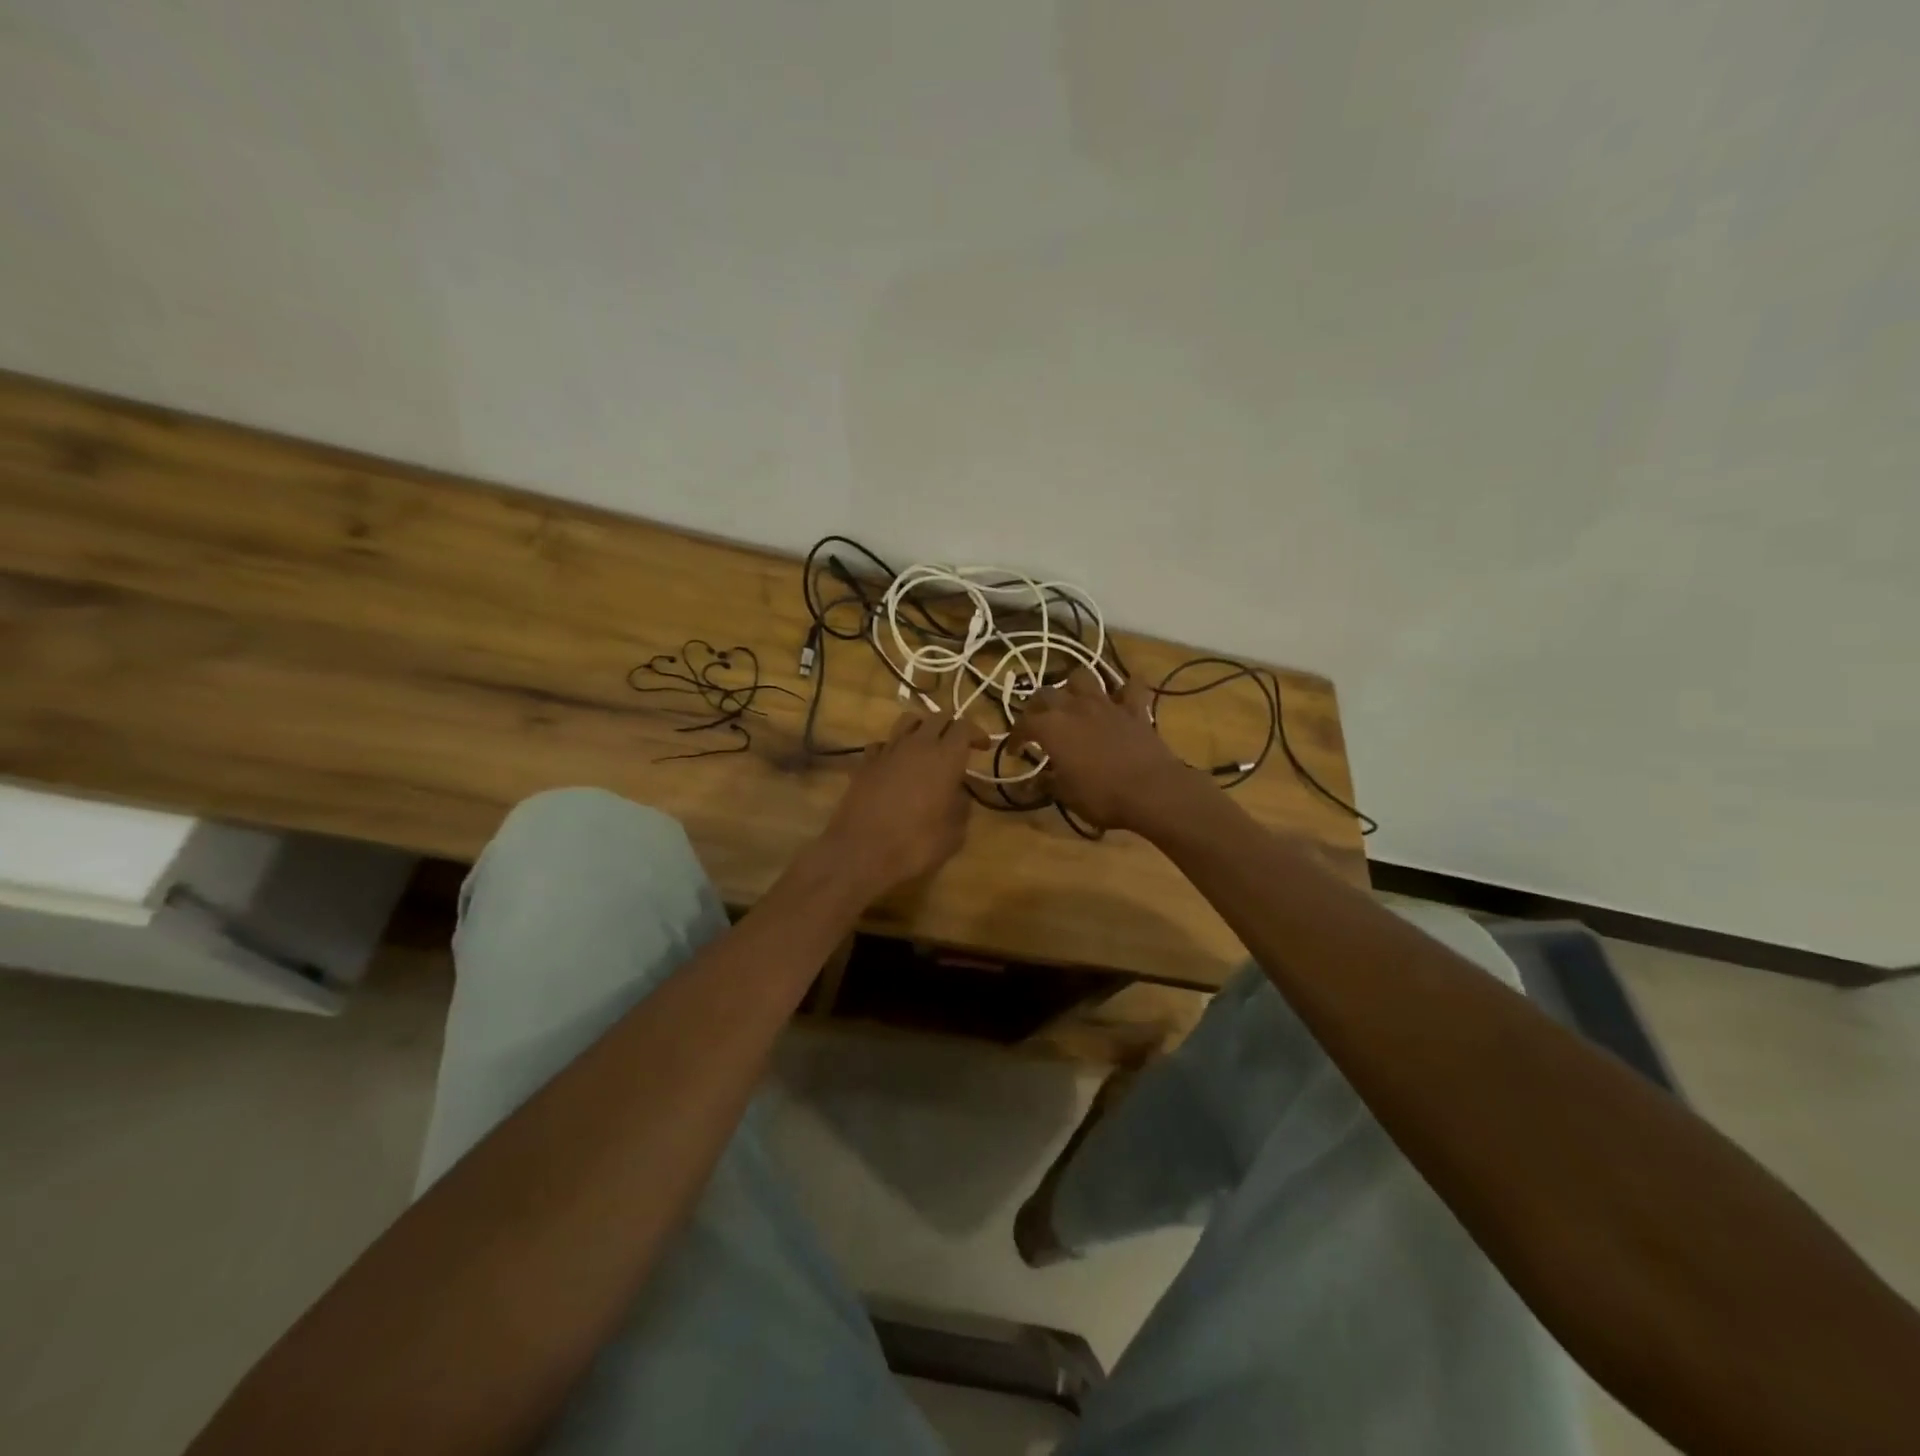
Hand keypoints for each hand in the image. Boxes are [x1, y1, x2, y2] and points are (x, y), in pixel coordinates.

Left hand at [817, 709, 986, 898]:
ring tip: (927, 746)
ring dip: (922, 728)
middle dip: (951, 726)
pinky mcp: (865, 762)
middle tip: (958, 745)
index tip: (983, 747)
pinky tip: (895, 763)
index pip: (964, 727)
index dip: (976, 733)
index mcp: (945, 758)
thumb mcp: (954, 834)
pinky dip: (893, 747)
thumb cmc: (915, 845)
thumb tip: (959, 794)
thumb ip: (961, 807)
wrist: (860, 853)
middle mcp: (917, 745)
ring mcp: (888, 751)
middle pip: (938, 717)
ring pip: (908, 721)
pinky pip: (883, 743)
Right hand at [1009, 668, 1199, 833]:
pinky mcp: (1134, 709)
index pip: (1023, 724)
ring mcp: (1106, 704)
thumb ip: (1047, 783)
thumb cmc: (1101, 796)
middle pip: (1047, 693)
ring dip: (1074, 686)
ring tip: (1073, 701)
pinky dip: (1124, 688)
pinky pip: (1130, 687)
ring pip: (1083, 677)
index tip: (1015, 751)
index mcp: (1051, 728)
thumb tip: (1032, 782)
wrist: (1151, 791)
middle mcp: (1074, 707)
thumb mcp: (1066, 796)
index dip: (1015, 736)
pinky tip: (1121, 696)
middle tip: (1038, 722)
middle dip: (1037, 706)